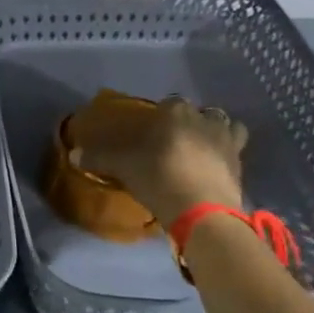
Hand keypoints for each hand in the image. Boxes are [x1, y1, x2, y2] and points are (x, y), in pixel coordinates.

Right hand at [69, 95, 247, 219]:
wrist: (201, 209)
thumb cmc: (157, 176)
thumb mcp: (122, 167)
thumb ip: (99, 158)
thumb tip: (73, 154)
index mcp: (176, 112)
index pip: (169, 103)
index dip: (161, 115)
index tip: (152, 130)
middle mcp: (205, 119)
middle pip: (200, 112)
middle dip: (191, 121)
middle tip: (176, 140)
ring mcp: (227, 141)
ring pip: (226, 126)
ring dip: (216, 132)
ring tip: (202, 149)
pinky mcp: (241, 165)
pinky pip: (235, 151)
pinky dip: (227, 156)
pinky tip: (214, 168)